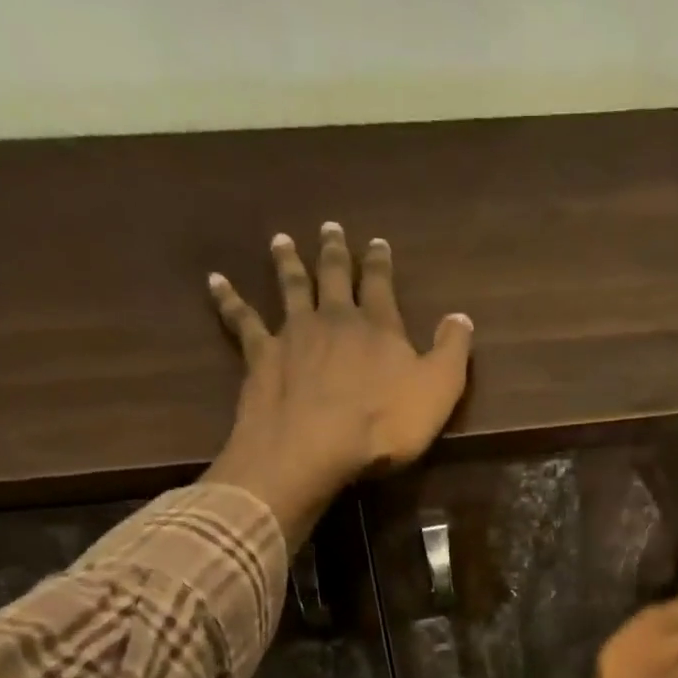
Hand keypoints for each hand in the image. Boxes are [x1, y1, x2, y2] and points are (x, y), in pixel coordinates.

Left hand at [205, 223, 474, 545]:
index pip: (380, 285)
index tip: (377, 242)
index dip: (380, 263)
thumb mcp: (437, 392)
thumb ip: (452, 352)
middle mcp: (334, 319)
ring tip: (281, 240)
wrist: (312, 448)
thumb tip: (462, 317)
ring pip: (290, 288)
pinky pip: (242, 320)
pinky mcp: (260, 356)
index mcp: (378, 326)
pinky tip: (216, 281)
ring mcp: (293, 334)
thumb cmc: (382, 425)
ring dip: (287, 263)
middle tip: (330, 228)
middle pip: (333, 277)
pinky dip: (229, 299)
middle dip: (334, 253)